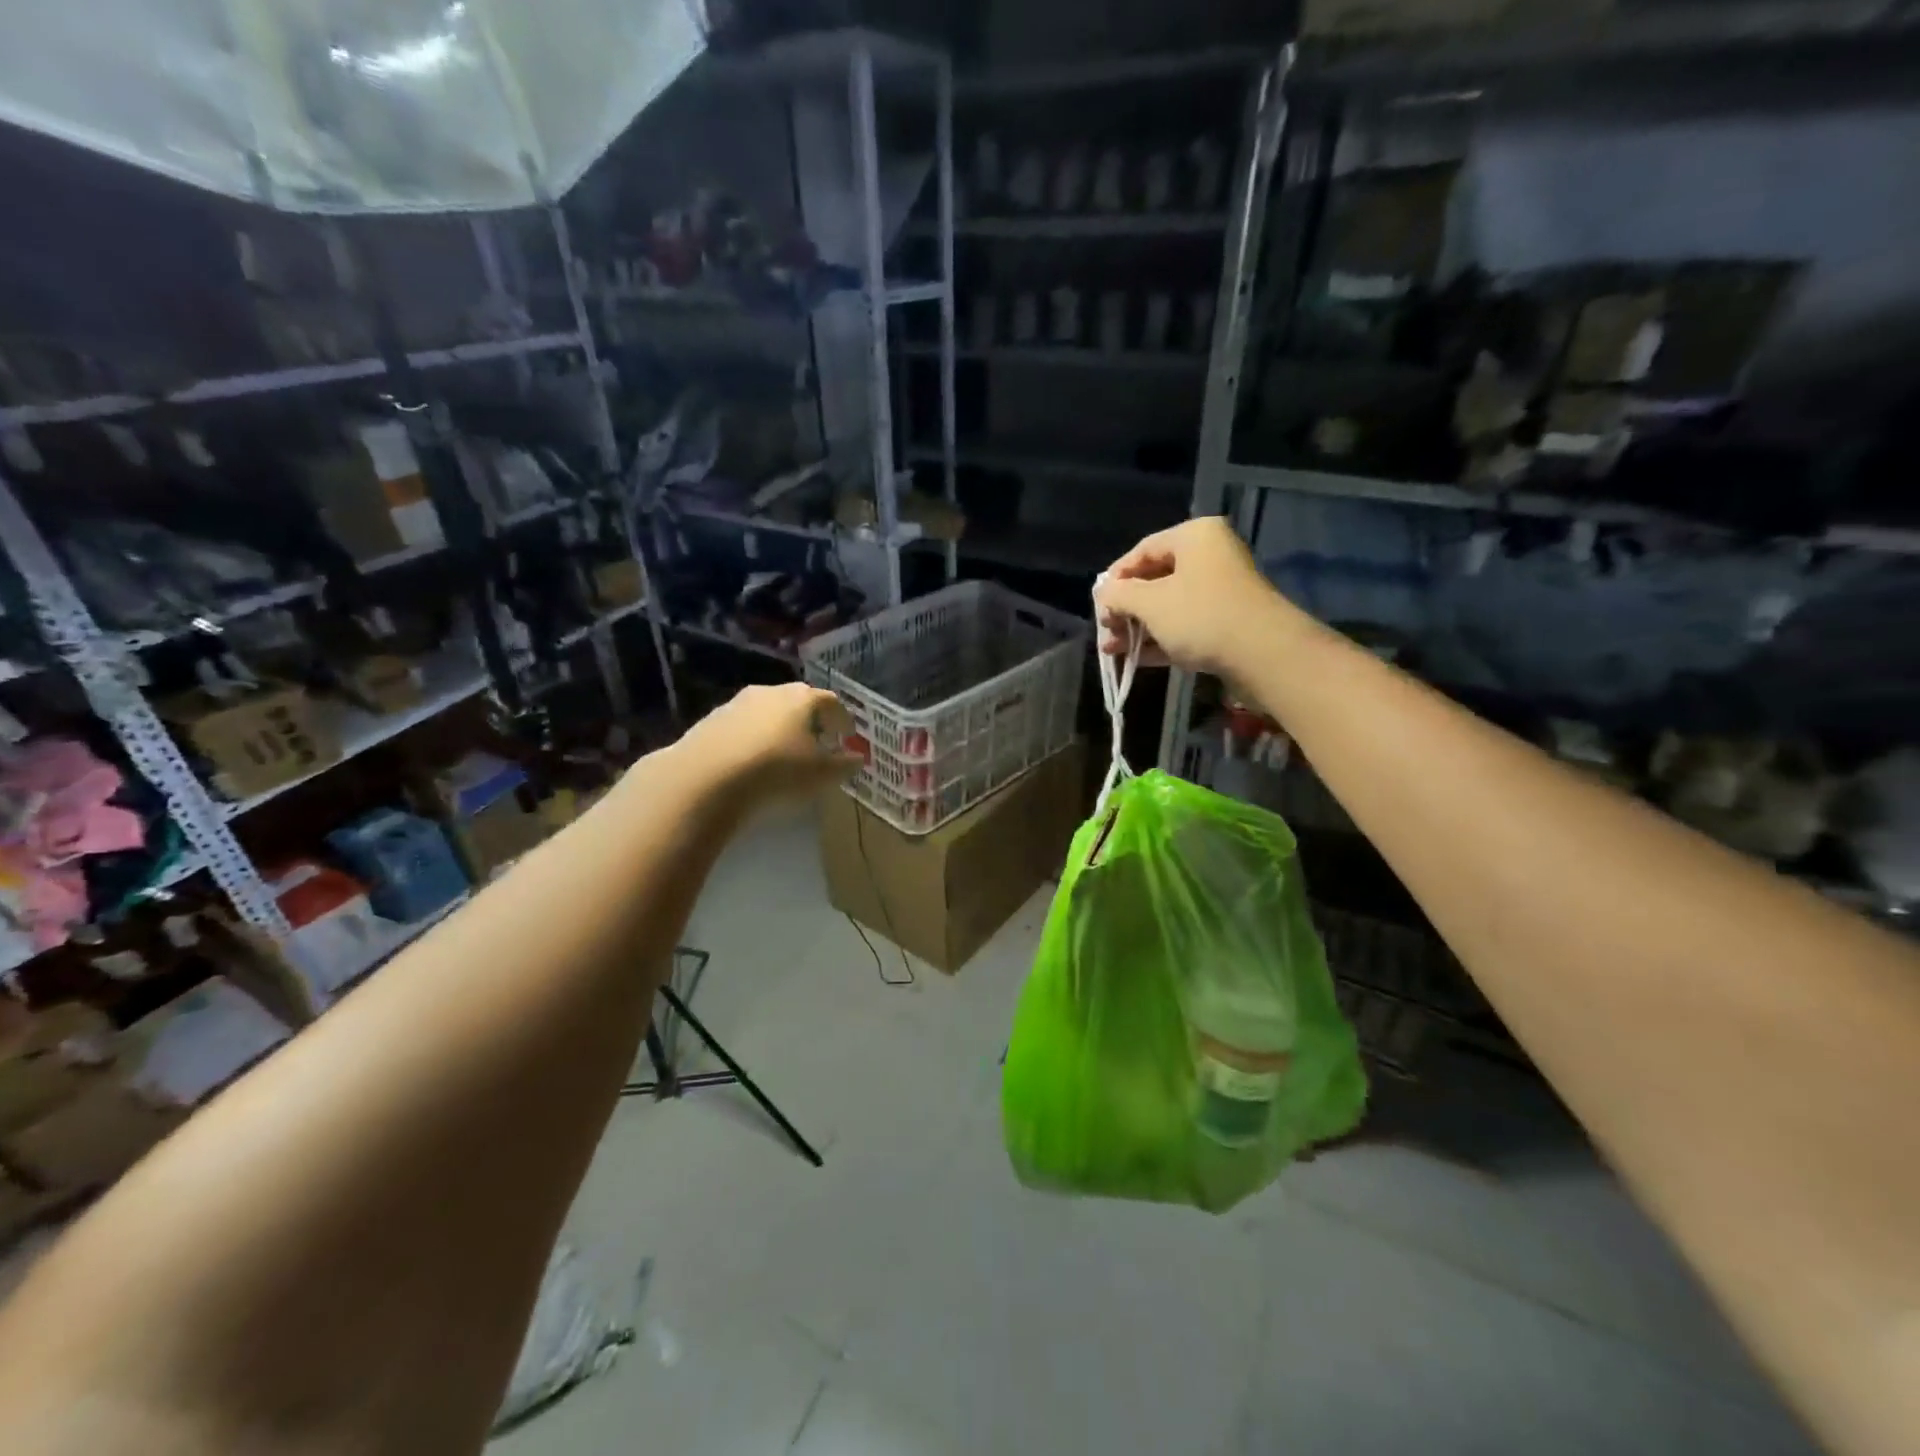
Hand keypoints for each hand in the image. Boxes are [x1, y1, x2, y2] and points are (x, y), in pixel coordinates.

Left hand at [674, 683, 859, 807]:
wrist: (707, 777)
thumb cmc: (778, 771)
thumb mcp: (821, 775)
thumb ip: (844, 765)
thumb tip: (858, 759)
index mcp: (803, 698)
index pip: (831, 702)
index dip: (842, 719)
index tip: (847, 736)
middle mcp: (771, 691)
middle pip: (798, 702)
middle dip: (811, 721)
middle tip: (818, 742)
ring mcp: (738, 703)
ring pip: (768, 711)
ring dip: (779, 728)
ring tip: (784, 753)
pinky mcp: (711, 720)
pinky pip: (743, 726)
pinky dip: (754, 738)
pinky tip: (753, 760)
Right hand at [1094, 517, 1283, 678]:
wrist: (1263, 654)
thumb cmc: (1201, 616)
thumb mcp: (1150, 603)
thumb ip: (1119, 595)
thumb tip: (1103, 594)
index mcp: (1194, 537)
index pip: (1143, 550)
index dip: (1115, 577)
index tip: (1097, 603)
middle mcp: (1210, 557)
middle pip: (1156, 579)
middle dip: (1126, 608)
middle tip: (1105, 629)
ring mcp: (1221, 592)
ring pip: (1169, 606)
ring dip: (1138, 628)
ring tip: (1112, 649)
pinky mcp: (1227, 623)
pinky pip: (1185, 626)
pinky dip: (1160, 639)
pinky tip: (1135, 659)